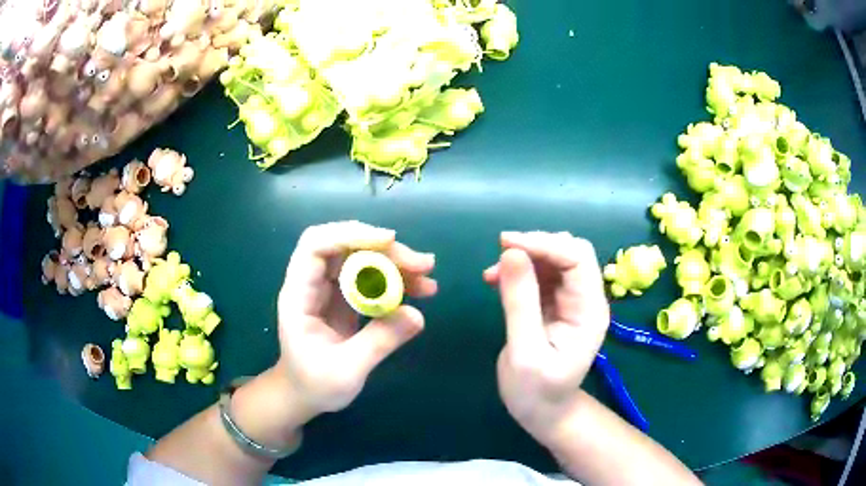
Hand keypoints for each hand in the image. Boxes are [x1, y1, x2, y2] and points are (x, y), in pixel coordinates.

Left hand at [277, 221, 436, 416]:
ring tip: (428, 278)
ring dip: (395, 262)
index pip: (315, 246)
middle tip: (423, 265)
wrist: (304, 396)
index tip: (388, 241)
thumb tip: (418, 316)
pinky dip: (394, 279)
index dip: (349, 235)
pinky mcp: (345, 298)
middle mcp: (312, 284)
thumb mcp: (346, 371)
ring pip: (360, 258)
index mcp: (299, 295)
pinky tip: (418, 290)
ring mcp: (329, 289)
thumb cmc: (315, 385)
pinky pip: (370, 277)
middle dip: (384, 249)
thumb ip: (378, 343)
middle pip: (345, 246)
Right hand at [484, 231, 609, 442]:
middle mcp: (586, 298)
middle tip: (501, 254)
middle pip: (570, 251)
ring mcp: (572, 300)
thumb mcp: (524, 351)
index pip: (577, 258)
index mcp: (589, 310)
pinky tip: (496, 280)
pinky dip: (520, 270)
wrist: (542, 412)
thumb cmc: (536, 391)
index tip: (506, 244)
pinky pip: (542, 274)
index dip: (544, 244)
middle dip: (536, 245)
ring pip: (555, 258)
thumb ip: (520, 302)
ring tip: (492, 273)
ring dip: (525, 257)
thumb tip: (511, 253)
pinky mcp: (556, 304)